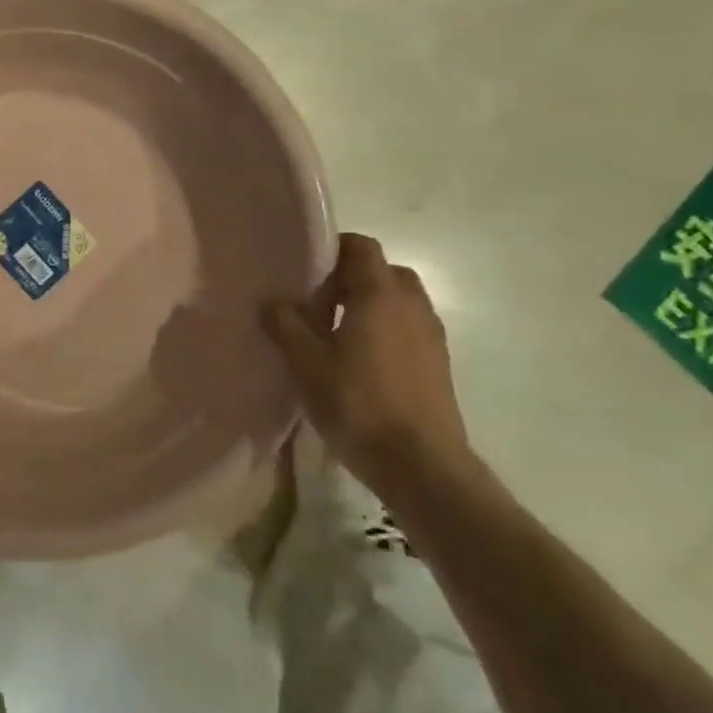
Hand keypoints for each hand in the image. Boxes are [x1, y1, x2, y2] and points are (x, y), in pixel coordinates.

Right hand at [263, 233, 474, 509]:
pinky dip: (386, 330)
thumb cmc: (357, 403)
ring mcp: (431, 336)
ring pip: (399, 302)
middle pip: (384, 271)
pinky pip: (409, 329)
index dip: (334, 248)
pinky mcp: (438, 365)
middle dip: (352, 277)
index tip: (306, 267)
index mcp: (380, 295)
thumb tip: (274, 302)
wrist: (421, 466)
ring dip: (370, 305)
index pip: (362, 247)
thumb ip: (285, 324)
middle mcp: (412, 306)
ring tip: (336, 333)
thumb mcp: (305, 363)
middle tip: (319, 299)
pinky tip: (360, 362)